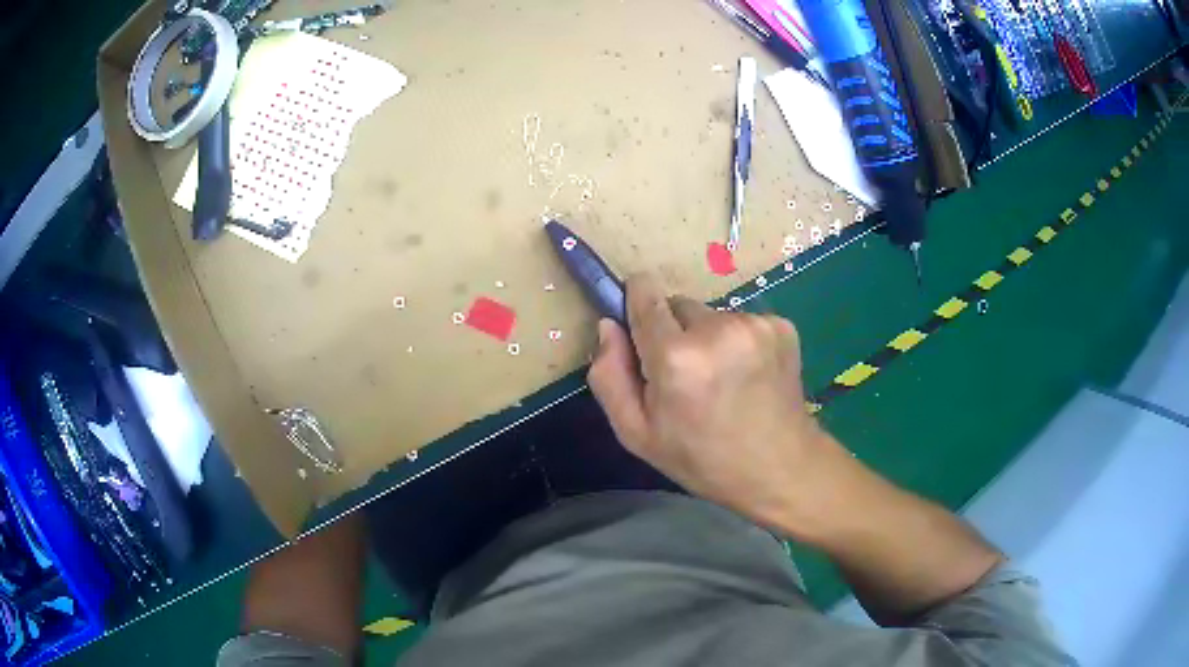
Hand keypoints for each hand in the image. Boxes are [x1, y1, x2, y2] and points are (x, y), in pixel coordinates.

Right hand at [587, 273, 848, 531]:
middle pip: (677, 305)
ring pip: (711, 315)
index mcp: (676, 357)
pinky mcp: (782, 326)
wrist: (780, 468)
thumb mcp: (637, 434)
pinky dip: (739, 342)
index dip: (636, 303)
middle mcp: (717, 328)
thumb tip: (608, 325)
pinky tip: (748, 377)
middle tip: (687, 376)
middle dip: (674, 332)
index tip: (639, 324)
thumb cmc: (701, 458)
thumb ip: (609, 376)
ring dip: (708, 338)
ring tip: (723, 381)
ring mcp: (755, 325)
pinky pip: (742, 321)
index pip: (644, 294)